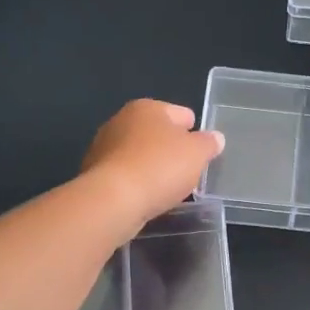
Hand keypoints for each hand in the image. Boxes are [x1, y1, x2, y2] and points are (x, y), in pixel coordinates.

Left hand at [82, 99, 224, 227]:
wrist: (112, 200)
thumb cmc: (159, 167)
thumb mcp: (197, 153)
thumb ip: (209, 143)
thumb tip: (215, 138)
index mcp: (148, 108)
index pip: (181, 114)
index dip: (195, 132)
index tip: (201, 154)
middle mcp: (122, 120)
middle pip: (158, 133)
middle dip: (172, 150)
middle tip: (187, 173)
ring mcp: (104, 147)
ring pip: (140, 155)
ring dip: (153, 167)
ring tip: (167, 189)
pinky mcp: (94, 173)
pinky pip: (126, 175)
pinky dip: (137, 183)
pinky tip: (146, 198)